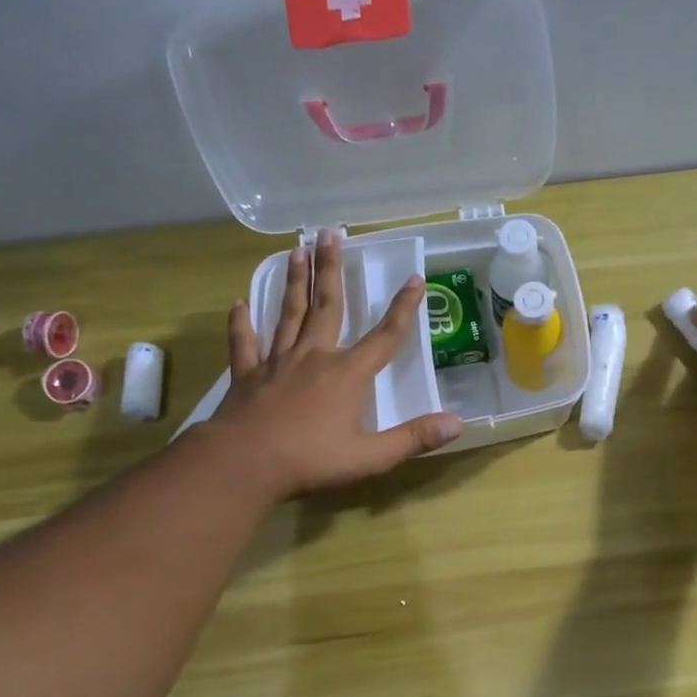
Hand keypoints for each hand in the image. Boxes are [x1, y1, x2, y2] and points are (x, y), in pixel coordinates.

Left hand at [208, 230, 462, 497]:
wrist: (243, 464)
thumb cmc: (311, 460)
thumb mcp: (371, 456)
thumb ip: (413, 438)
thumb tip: (458, 423)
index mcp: (347, 374)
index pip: (384, 336)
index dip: (403, 308)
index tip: (415, 278)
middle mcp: (314, 357)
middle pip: (327, 306)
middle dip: (331, 269)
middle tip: (330, 233)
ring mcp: (276, 363)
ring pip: (288, 314)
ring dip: (294, 282)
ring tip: (296, 250)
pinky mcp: (246, 376)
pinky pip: (243, 343)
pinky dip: (241, 323)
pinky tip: (238, 304)